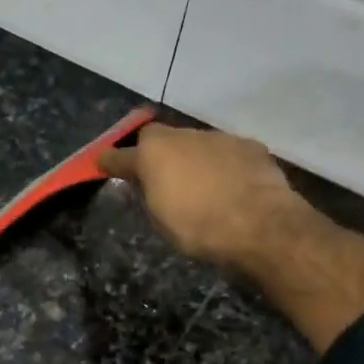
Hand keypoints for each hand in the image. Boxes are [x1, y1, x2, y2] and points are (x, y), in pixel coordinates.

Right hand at [98, 123, 301, 270]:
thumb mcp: (160, 219)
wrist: (259, 224)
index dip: (111, 161)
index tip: (104, 164)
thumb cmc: (198, 228)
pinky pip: (226, 153)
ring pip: (195, 144)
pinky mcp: (248, 145)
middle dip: (157, 155)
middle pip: (160, 140)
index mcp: (153, 153)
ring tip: (201, 187)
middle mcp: (182, 135)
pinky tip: (231, 187)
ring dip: (193, 160)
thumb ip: (148, 194)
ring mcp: (217, 137)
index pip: (120, 155)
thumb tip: (144, 182)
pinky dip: (223, 166)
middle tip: (160, 177)